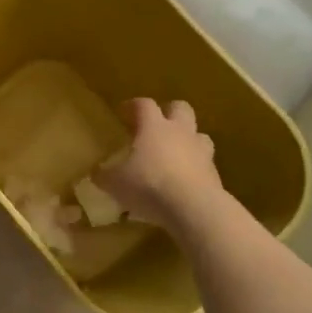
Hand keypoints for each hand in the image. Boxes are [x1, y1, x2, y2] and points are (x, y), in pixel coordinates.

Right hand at [95, 99, 221, 227]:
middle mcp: (180, 132)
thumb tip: (96, 173)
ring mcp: (201, 151)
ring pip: (199, 134)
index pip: (144, 104)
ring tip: (175, 153)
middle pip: (180, 108)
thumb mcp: (115, 183)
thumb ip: (104, 176)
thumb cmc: (149, 185)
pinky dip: (196, 167)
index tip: (124, 111)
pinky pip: (205, 163)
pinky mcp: (215, 174)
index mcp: (154, 126)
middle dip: (169, 112)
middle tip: (155, 126)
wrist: (194, 208)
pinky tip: (184, 182)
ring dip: (188, 139)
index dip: (133, 105)